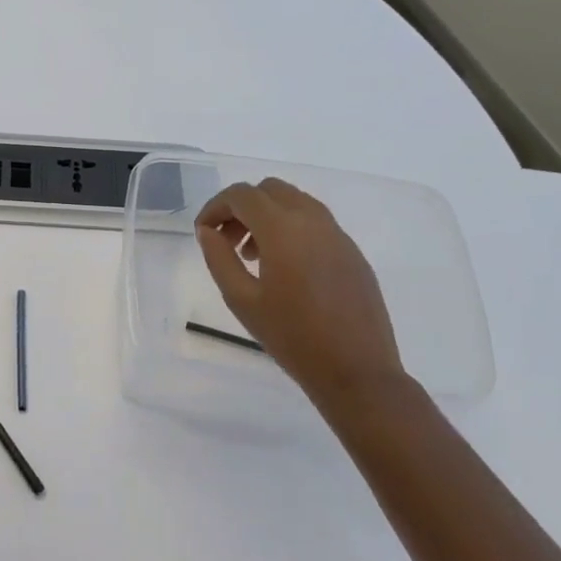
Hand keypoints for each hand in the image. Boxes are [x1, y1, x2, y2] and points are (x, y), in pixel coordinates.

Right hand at [195, 179, 406, 412]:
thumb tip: (208, 231)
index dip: (215, 207)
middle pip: (270, 190)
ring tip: (253, 256)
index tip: (203, 232)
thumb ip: (219, 258)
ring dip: (267, 216)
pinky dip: (291, 229)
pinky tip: (284, 268)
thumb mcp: (242, 300)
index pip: (242, 195)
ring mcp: (338, 234)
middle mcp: (313, 221)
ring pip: (295, 202)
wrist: (356, 371)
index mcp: (283, 229)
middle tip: (227, 241)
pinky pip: (315, 222)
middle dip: (242, 207)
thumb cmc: (292, 337)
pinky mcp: (352, 252)